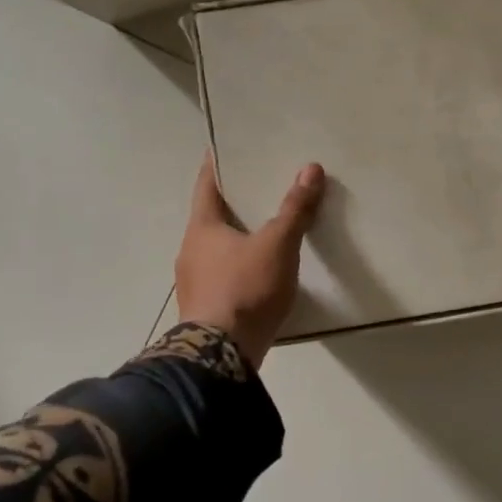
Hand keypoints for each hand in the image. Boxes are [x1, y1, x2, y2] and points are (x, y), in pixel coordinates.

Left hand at [175, 154, 325, 368]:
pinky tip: (262, 269)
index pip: (206, 184)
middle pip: (212, 216)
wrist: (220, 354)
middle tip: (261, 185)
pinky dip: (240, 263)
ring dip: (238, 236)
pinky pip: (224, 273)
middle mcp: (191, 250)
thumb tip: (311, 168)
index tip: (228, 147)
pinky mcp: (207, 305)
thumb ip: (294, 209)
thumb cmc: (245, 288)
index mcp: (201, 228)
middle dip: (235, 202)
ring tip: (267, 227)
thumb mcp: (277, 245)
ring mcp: (194, 281)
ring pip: (217, 247)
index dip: (218, 164)